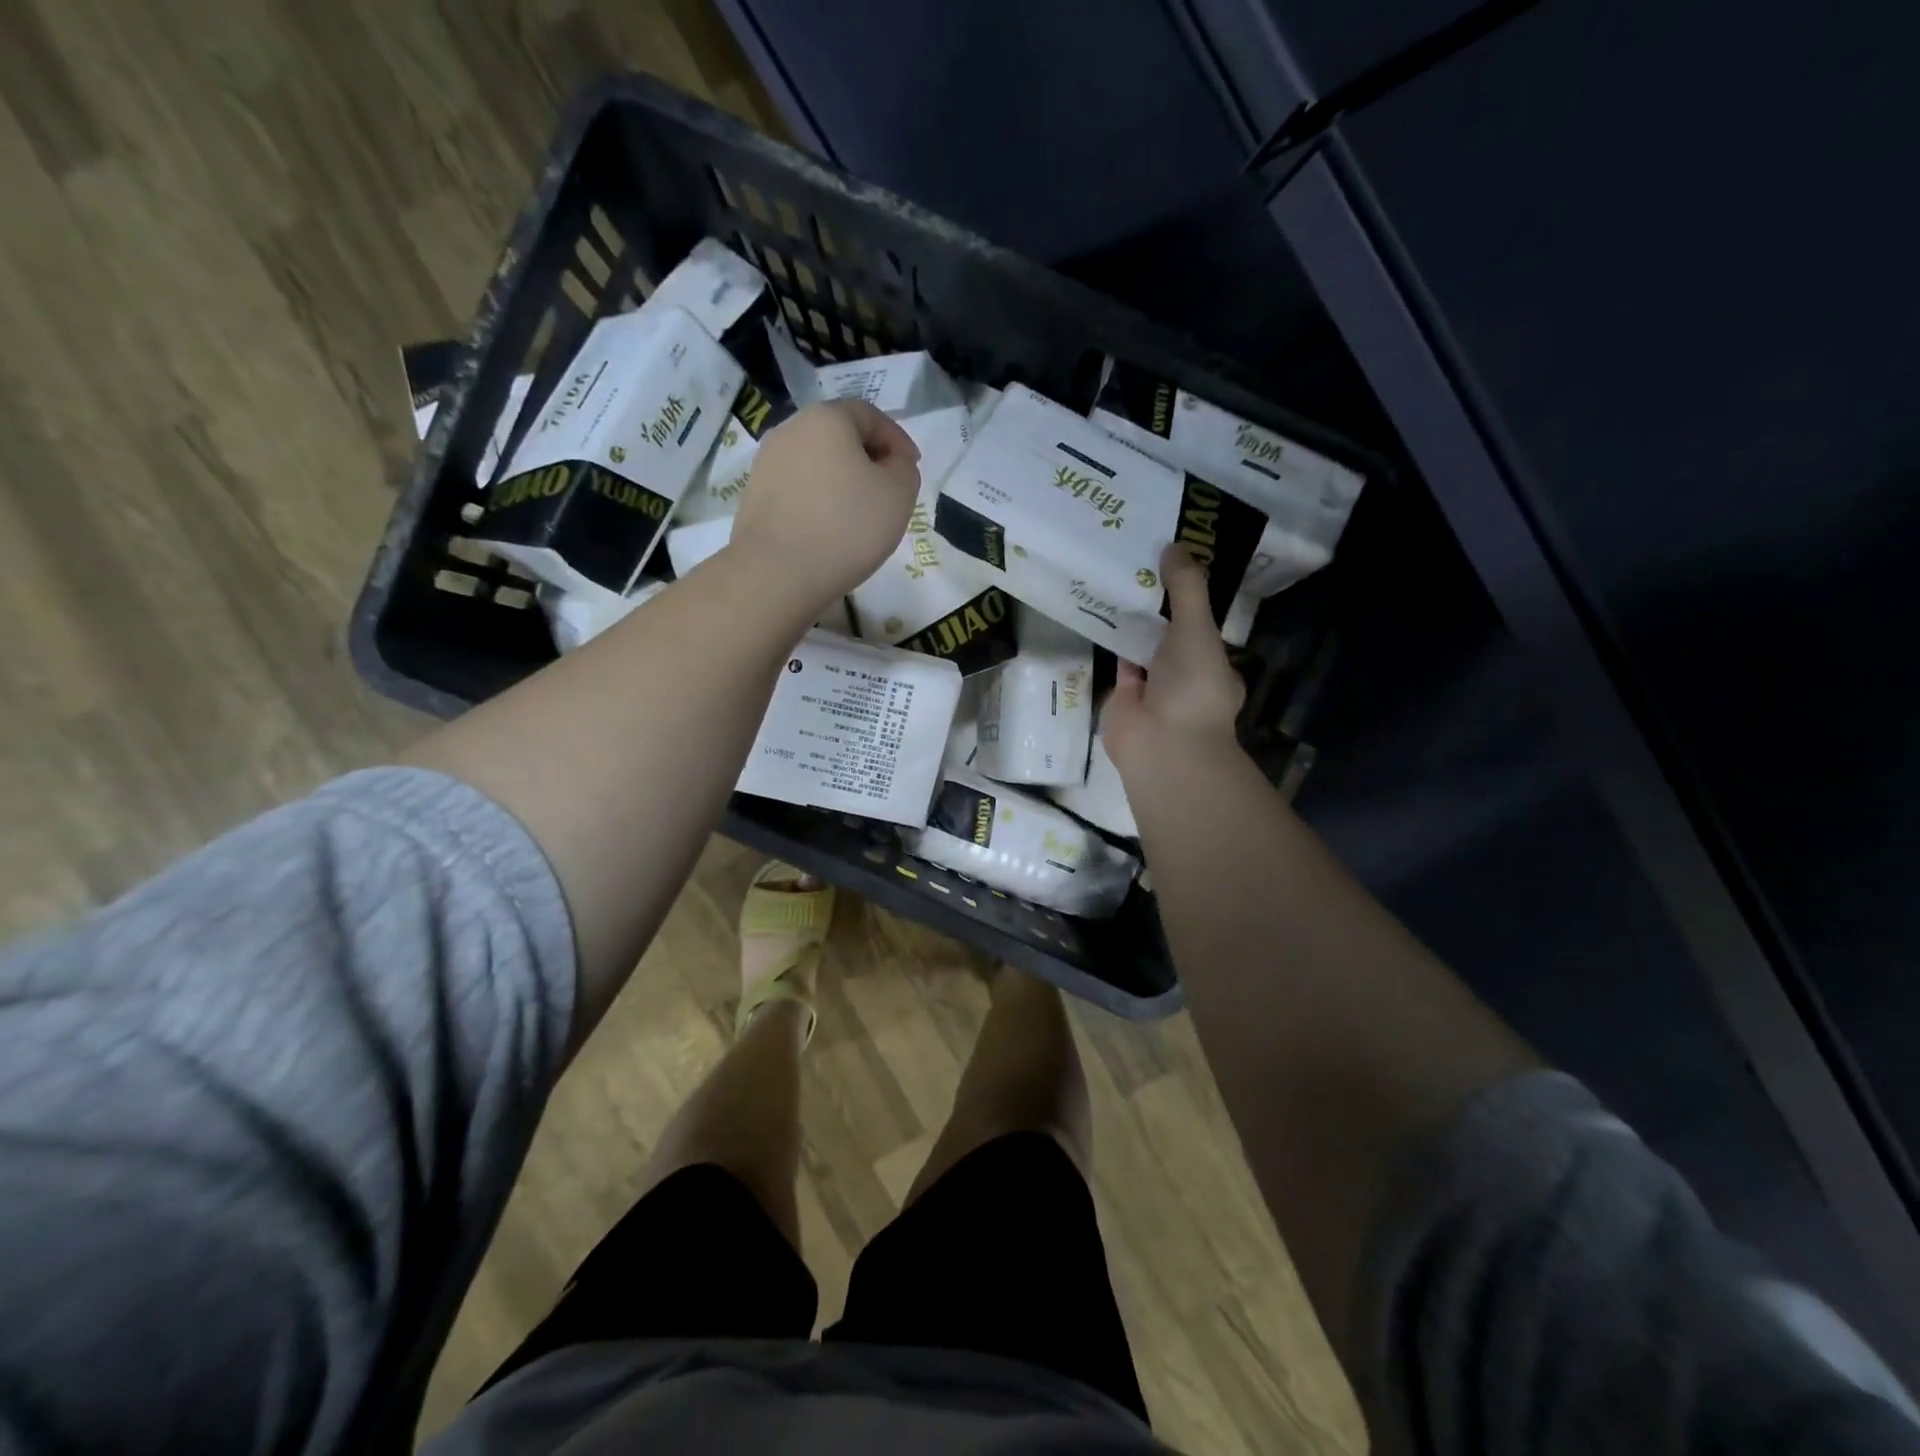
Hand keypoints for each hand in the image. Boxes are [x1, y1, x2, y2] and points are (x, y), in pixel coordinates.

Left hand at [726, 399, 921, 610]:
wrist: (777, 573)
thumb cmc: (847, 527)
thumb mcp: (899, 494)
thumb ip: (904, 468)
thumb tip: (891, 462)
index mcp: (827, 418)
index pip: (870, 415)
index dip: (897, 439)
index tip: (912, 468)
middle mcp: (791, 430)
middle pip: (839, 436)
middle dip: (868, 459)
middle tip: (888, 491)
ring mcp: (767, 464)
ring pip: (817, 464)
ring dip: (842, 482)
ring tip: (860, 515)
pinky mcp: (755, 497)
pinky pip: (798, 490)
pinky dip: (819, 501)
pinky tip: (830, 530)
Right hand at [1102, 542, 1244, 770]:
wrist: (1162, 745)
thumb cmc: (1192, 687)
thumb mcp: (1198, 628)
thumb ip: (1187, 588)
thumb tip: (1174, 545)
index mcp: (1214, 664)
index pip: (1203, 624)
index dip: (1190, 595)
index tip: (1172, 563)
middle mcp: (1186, 676)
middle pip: (1171, 633)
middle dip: (1158, 606)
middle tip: (1140, 562)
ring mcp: (1155, 688)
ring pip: (1144, 648)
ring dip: (1134, 621)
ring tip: (1118, 578)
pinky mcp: (1125, 697)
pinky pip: (1120, 662)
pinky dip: (1112, 641)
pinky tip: (1100, 611)